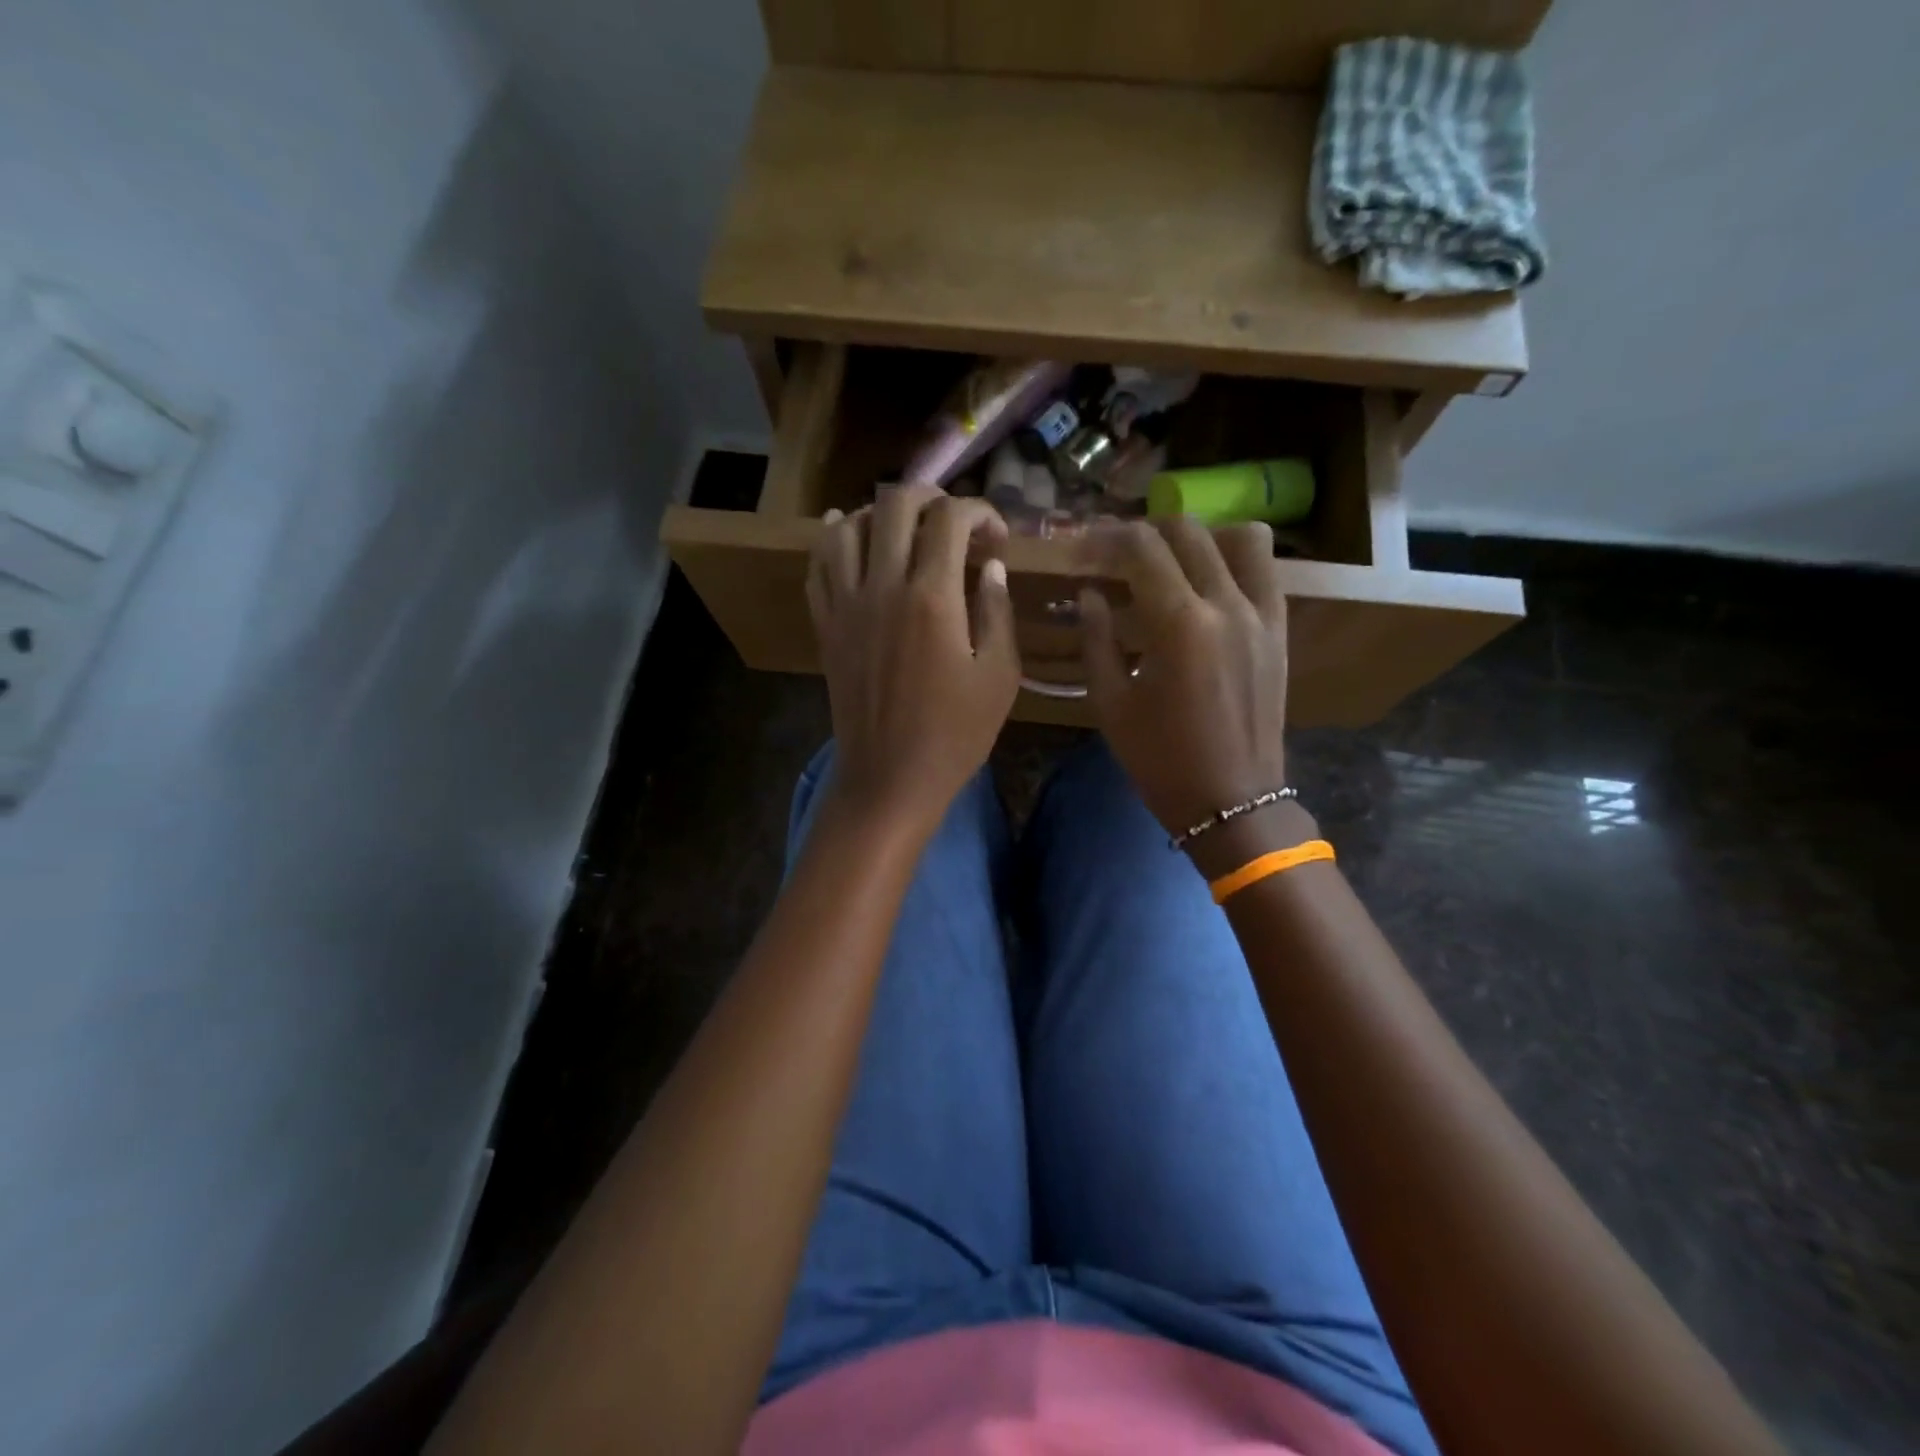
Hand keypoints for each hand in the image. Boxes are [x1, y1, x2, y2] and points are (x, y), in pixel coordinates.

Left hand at [808, 485, 1019, 838]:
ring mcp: (846, 604)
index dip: (981, 512)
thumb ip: (997, 611)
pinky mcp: (826, 625)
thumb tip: (990, 567)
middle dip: (932, 498)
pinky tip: (850, 537)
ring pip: (848, 526)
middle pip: (895, 504)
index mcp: (932, 597)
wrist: (890, 778)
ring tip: (905, 531)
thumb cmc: (955, 735)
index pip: (951, 518)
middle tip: (954, 524)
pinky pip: (819, 565)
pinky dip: (834, 540)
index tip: (996, 538)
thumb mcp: (999, 677)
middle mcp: (883, 586)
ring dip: (881, 515)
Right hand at [1081, 519, 1297, 867]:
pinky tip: (1208, 580)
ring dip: (1197, 536)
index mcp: (1179, 624)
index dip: (1104, 539)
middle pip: (1185, 531)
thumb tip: (1090, 593)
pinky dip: (1235, 559)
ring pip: (1238, 537)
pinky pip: (1265, 570)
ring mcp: (1261, 615)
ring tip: (1169, 560)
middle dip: (1143, 531)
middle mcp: (1226, 605)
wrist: (1231, 800)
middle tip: (1115, 553)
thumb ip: (1096, 639)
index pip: (1140, 548)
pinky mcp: (1279, 630)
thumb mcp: (1110, 703)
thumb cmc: (1160, 759)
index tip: (1081, 549)